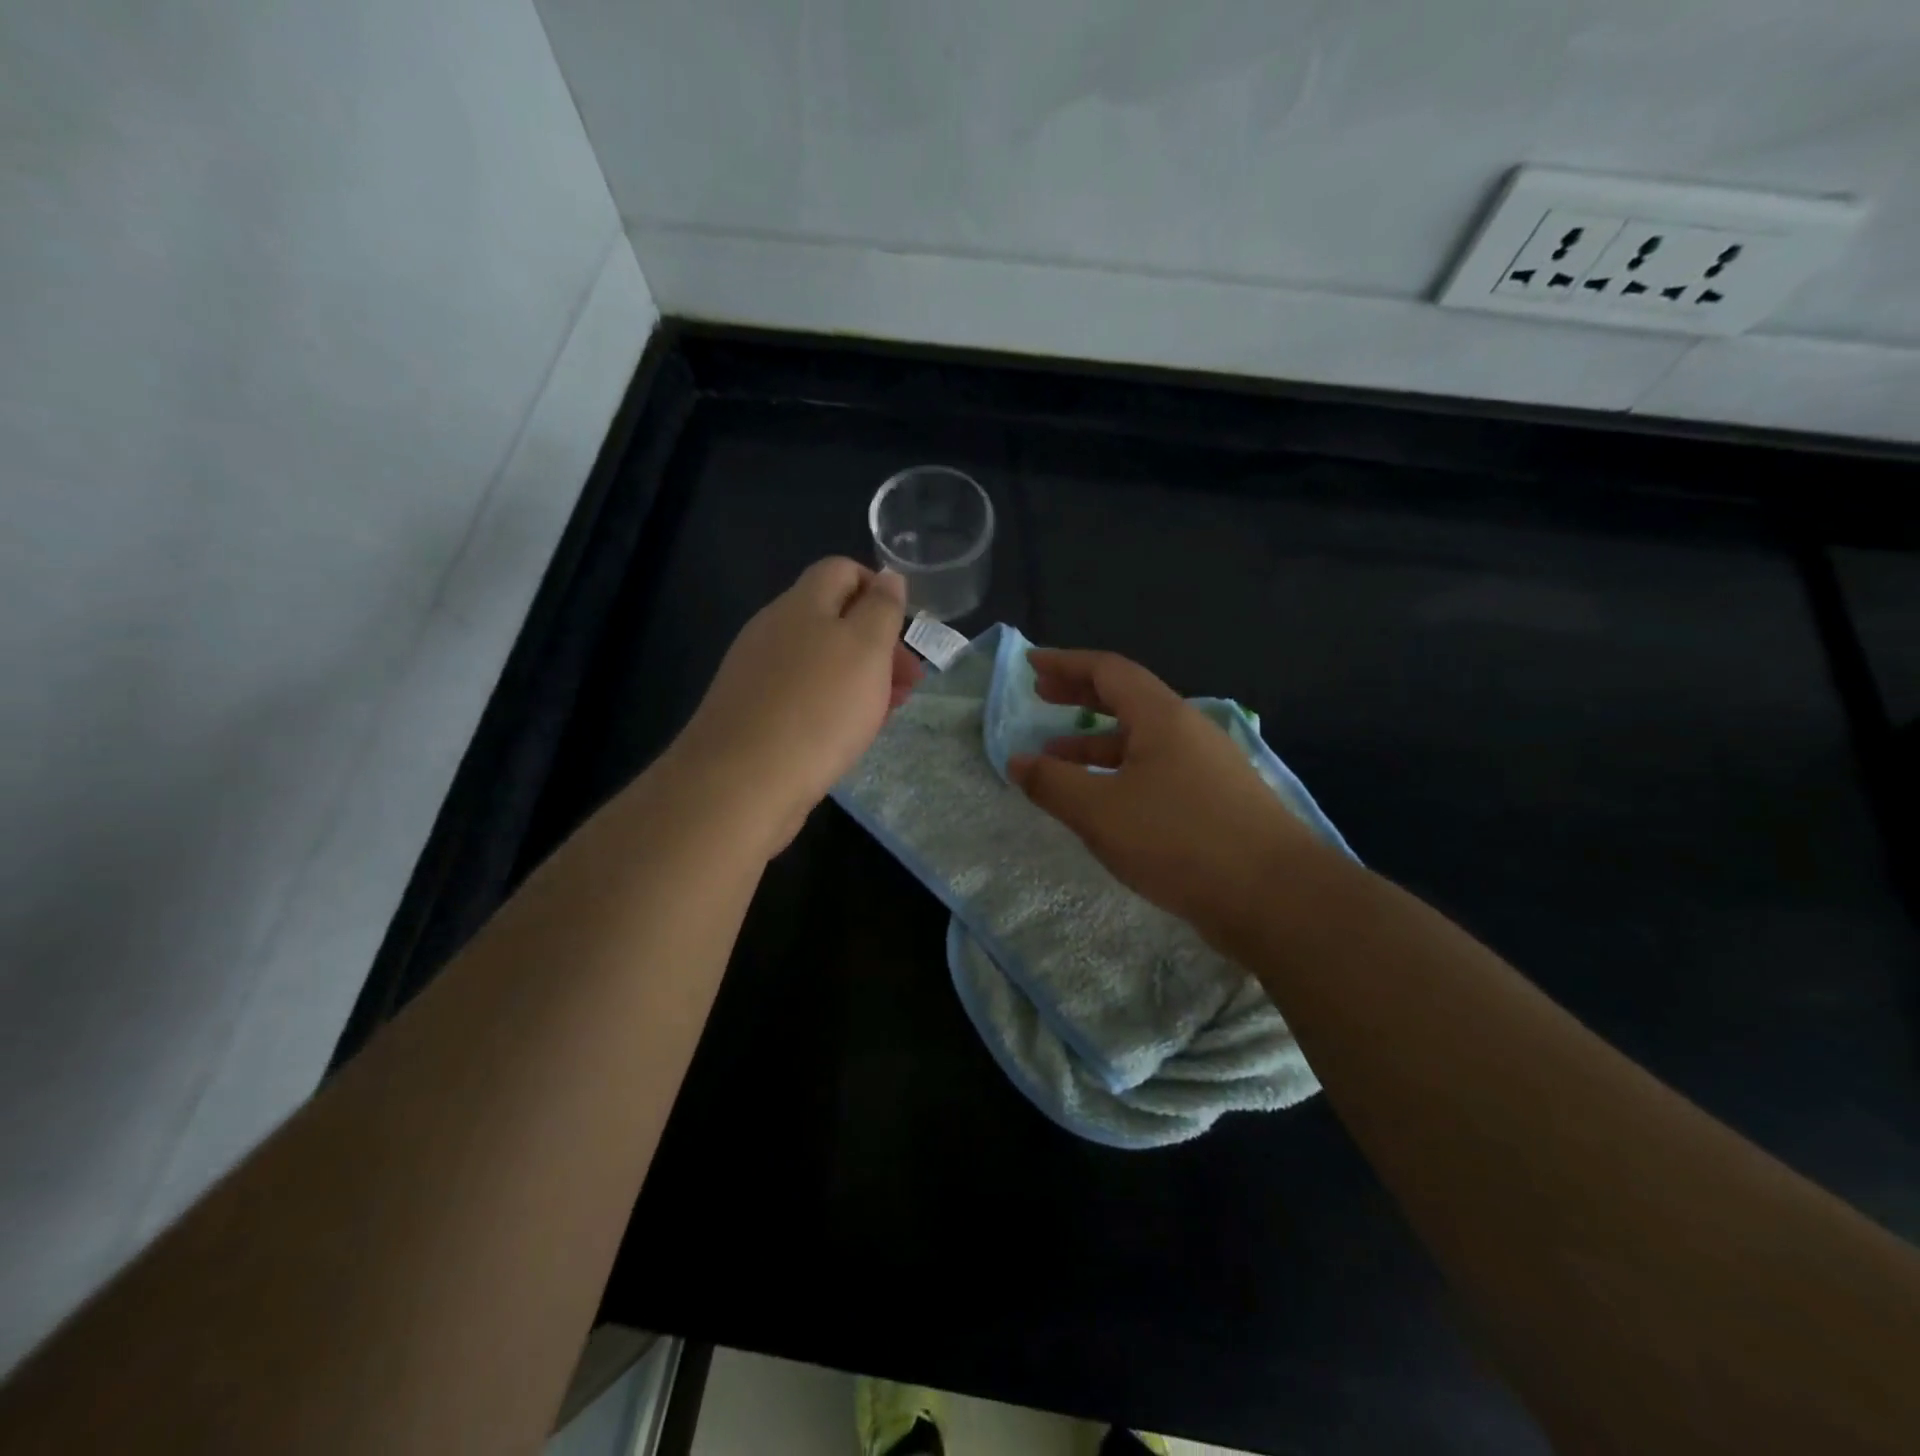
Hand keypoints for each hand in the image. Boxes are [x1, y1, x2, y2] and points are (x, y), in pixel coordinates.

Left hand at [672, 558, 922, 852]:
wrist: (742, 782)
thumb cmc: (818, 709)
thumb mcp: (866, 649)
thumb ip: (881, 609)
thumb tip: (889, 576)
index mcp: (802, 603)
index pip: (842, 570)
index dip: (879, 591)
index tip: (903, 631)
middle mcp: (774, 629)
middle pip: (833, 619)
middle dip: (877, 645)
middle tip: (908, 683)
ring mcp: (758, 672)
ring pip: (820, 661)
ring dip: (859, 679)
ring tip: (885, 714)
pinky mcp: (752, 712)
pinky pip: (802, 695)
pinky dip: (831, 705)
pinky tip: (846, 735)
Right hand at [1007, 649, 1324, 938]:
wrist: (1276, 897)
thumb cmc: (1180, 840)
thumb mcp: (1101, 811)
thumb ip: (1053, 783)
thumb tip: (1016, 761)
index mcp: (1162, 717)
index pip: (1108, 671)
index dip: (1066, 664)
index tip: (1032, 665)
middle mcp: (1187, 731)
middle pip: (1127, 699)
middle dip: (1080, 695)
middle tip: (1042, 697)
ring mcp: (1206, 767)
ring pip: (1141, 741)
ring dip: (1096, 742)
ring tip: (1056, 759)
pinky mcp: (1216, 802)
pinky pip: (1156, 772)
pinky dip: (1120, 774)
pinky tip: (1105, 803)